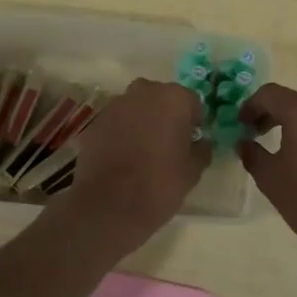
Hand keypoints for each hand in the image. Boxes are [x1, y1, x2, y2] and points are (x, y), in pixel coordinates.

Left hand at [62, 79, 209, 236]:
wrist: (110, 205)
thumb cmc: (160, 184)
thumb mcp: (193, 171)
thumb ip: (201, 150)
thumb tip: (200, 143)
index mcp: (173, 98)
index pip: (191, 102)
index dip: (192, 122)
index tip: (190, 142)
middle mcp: (144, 92)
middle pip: (161, 98)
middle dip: (165, 116)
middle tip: (167, 145)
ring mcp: (116, 105)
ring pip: (136, 108)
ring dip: (141, 123)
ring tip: (142, 152)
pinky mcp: (95, 122)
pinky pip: (116, 122)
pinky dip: (121, 133)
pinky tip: (122, 158)